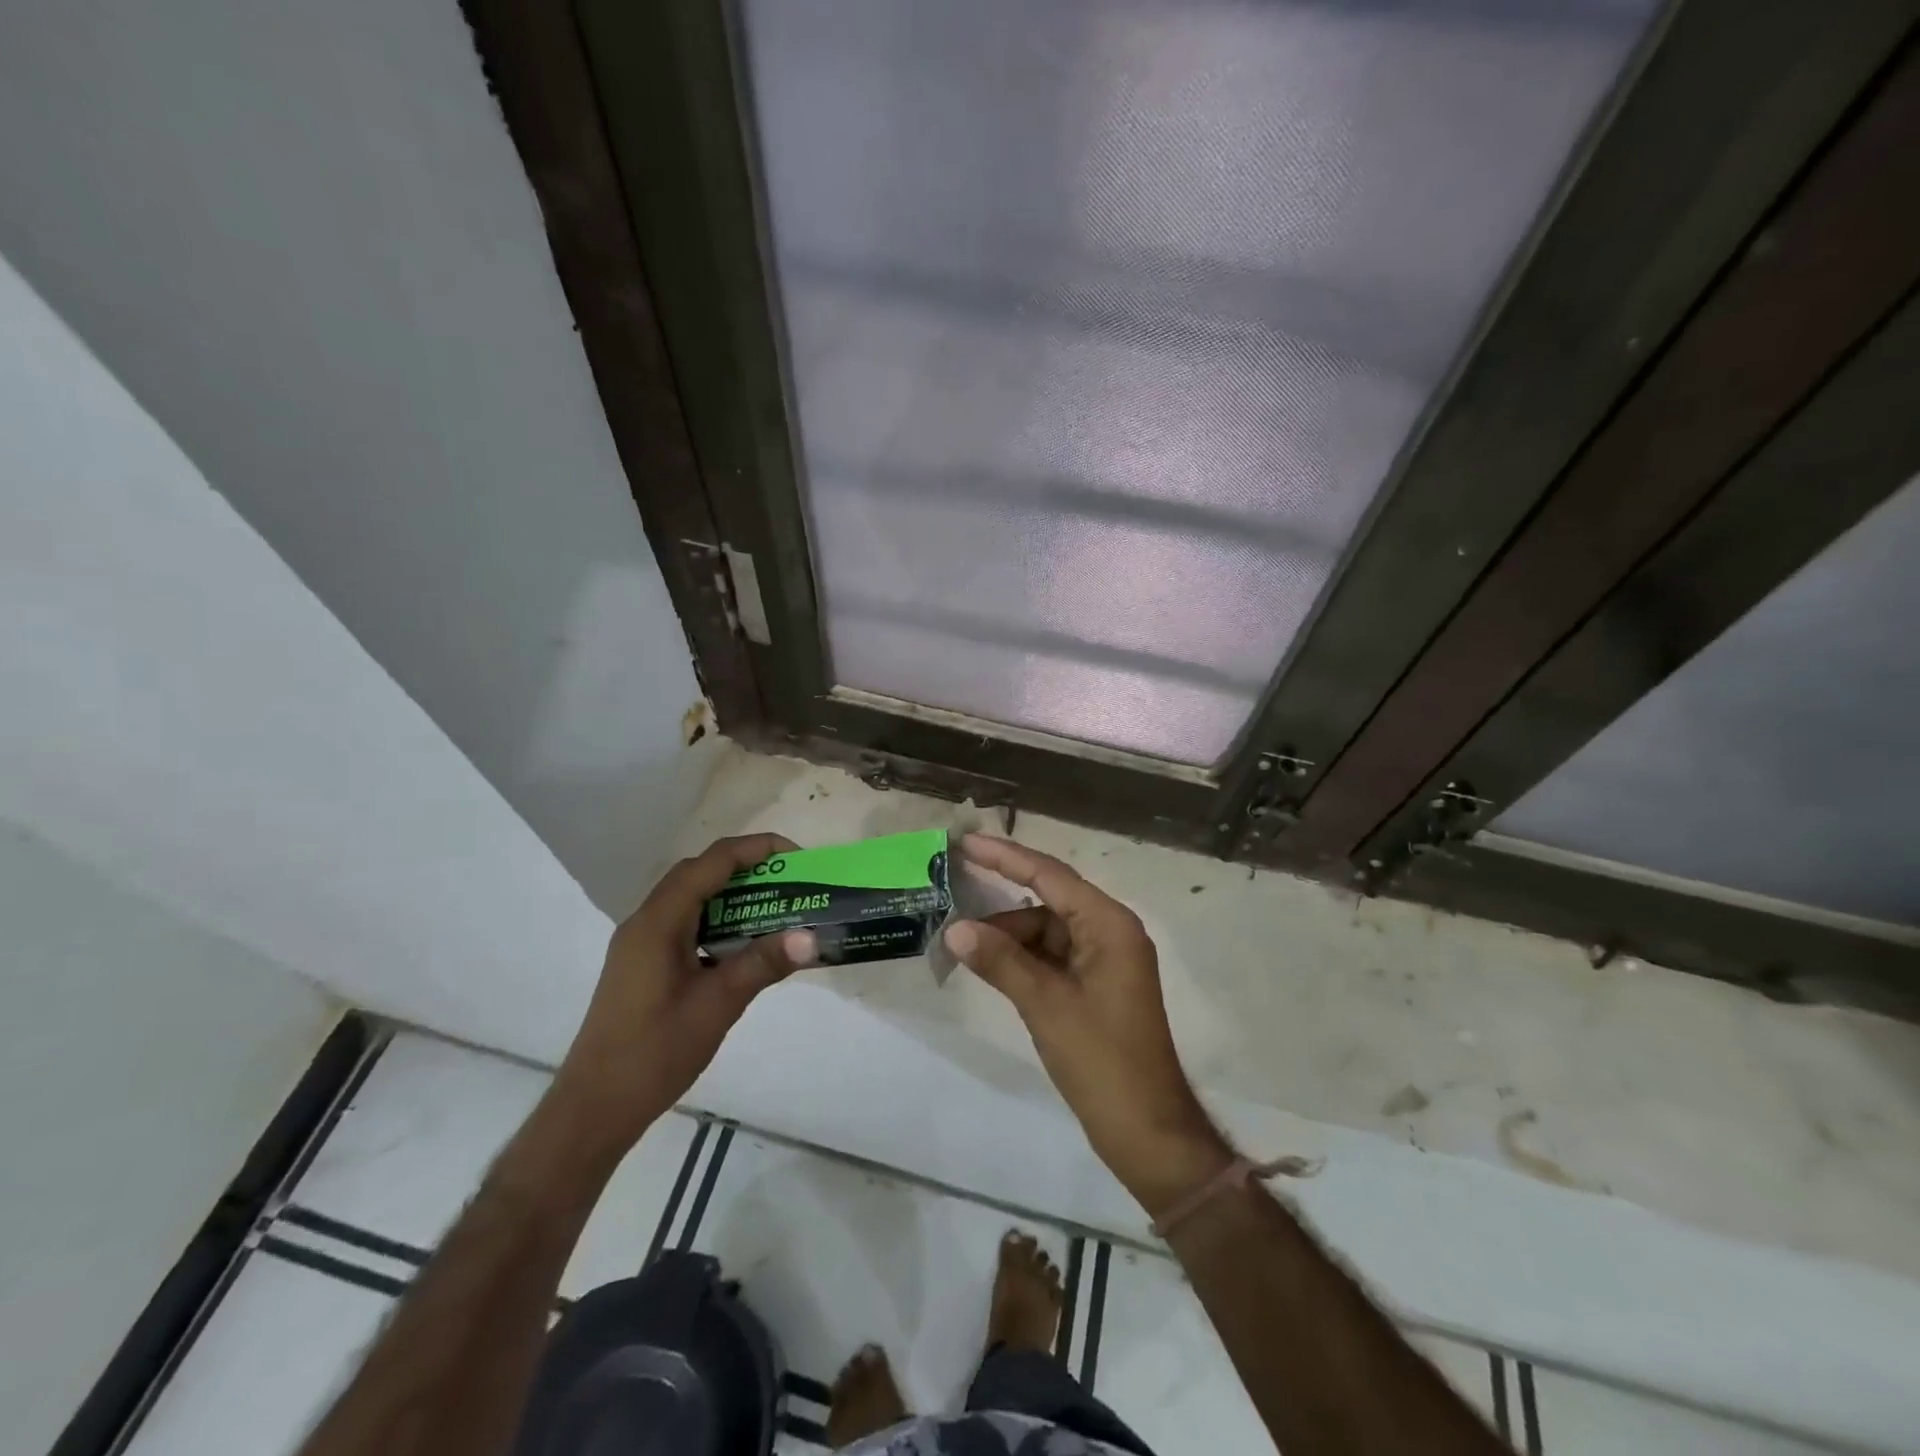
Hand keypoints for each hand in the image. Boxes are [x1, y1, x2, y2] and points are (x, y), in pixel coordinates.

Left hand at [553, 834, 816, 1150]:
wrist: (594, 1108)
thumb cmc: (654, 1052)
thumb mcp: (718, 1005)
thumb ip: (763, 964)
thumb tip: (811, 937)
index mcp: (658, 922)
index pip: (710, 863)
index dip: (755, 850)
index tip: (796, 857)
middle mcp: (645, 922)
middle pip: (698, 874)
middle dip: (746, 868)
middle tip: (789, 881)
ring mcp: (640, 944)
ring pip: (690, 900)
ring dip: (731, 895)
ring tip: (775, 907)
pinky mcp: (643, 965)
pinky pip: (685, 925)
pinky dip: (717, 921)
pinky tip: (743, 945)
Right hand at [945, 835, 1232, 1216]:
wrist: (1146, 1130)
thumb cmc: (1102, 1060)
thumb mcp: (1045, 1005)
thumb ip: (1000, 961)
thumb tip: (955, 929)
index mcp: (1109, 925)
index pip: (1050, 876)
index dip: (1005, 856)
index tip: (966, 842)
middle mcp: (1110, 932)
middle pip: (1048, 901)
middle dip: (1001, 905)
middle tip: (954, 897)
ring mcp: (1104, 960)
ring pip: (1047, 931)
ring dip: (1009, 937)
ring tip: (963, 946)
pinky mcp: (1096, 985)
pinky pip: (1052, 957)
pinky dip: (1022, 959)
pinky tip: (990, 966)